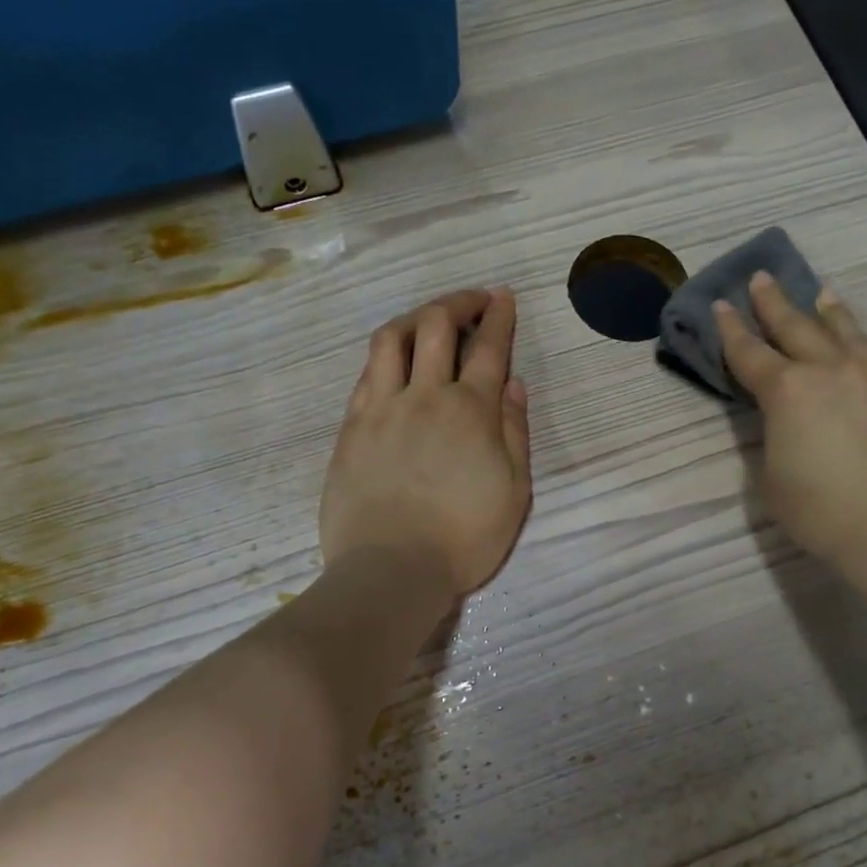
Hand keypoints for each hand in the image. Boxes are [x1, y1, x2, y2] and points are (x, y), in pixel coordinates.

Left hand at [320, 288, 532, 600]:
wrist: (392, 569)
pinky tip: (393, 363)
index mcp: (471, 411)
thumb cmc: (464, 538)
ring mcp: (381, 408)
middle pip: (436, 326)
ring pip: (391, 339)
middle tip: (473, 302)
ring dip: (414, 318)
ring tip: (428, 321)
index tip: (503, 297)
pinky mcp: (352, 428)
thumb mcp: (514, 492)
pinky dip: (385, 356)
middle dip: (458, 302)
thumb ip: (514, 433)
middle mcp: (425, 396)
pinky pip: (367, 374)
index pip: (488, 348)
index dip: (498, 316)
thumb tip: (513, 385)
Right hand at [717, 271, 866, 603]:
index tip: (721, 304)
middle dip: (775, 303)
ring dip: (831, 314)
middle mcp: (836, 371)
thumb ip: (775, 437)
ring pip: (852, 335)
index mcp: (789, 392)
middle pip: (798, 327)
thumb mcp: (772, 479)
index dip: (730, 329)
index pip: (749, 352)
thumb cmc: (821, 514)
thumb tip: (787, 420)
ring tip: (823, 296)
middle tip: (761, 278)